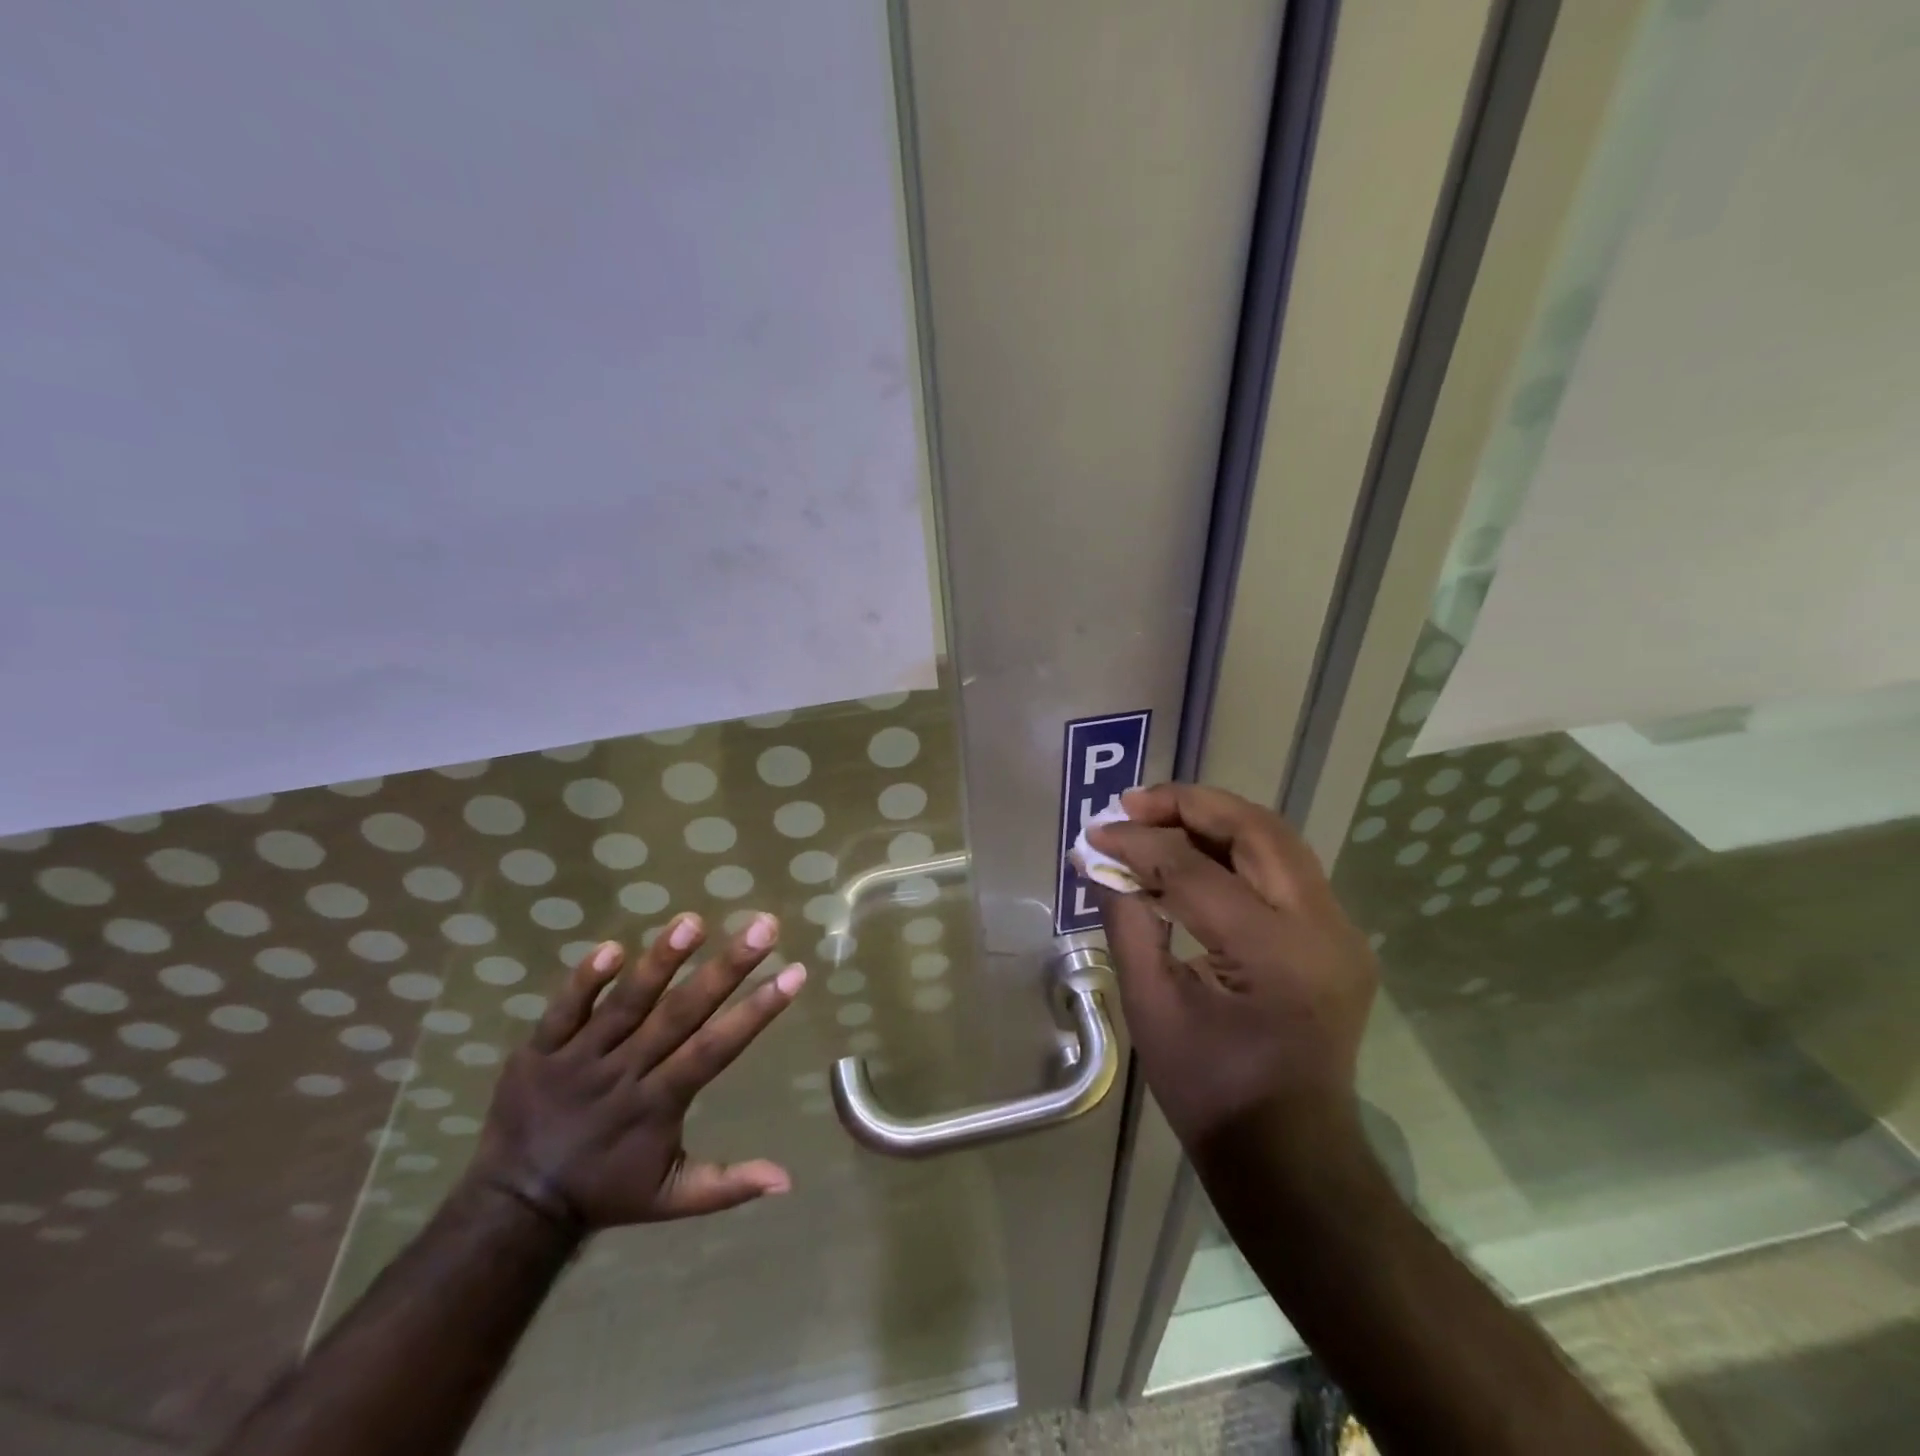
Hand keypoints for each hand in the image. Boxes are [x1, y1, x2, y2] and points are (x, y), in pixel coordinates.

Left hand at [466, 911, 805, 1230]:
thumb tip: (787, 1181)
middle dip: (725, 969)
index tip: (794, 972)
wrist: (513, 1205)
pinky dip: (584, 981)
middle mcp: (625, 1072)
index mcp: (658, 1103)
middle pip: (680, 1014)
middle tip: (762, 927)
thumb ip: (728, 1186)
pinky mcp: (541, 1050)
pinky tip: (612, 946)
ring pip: (626, 1004)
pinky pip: (563, 1011)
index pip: (715, 1049)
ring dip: (659, 962)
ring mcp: (580, 1058)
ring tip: (692, 922)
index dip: (757, 1010)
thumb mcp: (670, 1198)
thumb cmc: (604, 1193)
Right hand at [1088, 784, 1376, 1156]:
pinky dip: (1237, 848)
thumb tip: (1100, 862)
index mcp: (1272, 955)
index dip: (1138, 843)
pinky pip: (1286, 869)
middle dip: (1188, 805)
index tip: (1094, 833)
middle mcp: (1321, 929)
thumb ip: (1127, 922)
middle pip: (1256, 830)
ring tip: (1157, 817)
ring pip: (1278, 840)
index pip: (1195, 869)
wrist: (1290, 1157)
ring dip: (1216, 819)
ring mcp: (1341, 931)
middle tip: (1132, 804)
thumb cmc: (1210, 1092)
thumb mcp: (1150, 1007)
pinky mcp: (1339, 938)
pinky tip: (1195, 853)